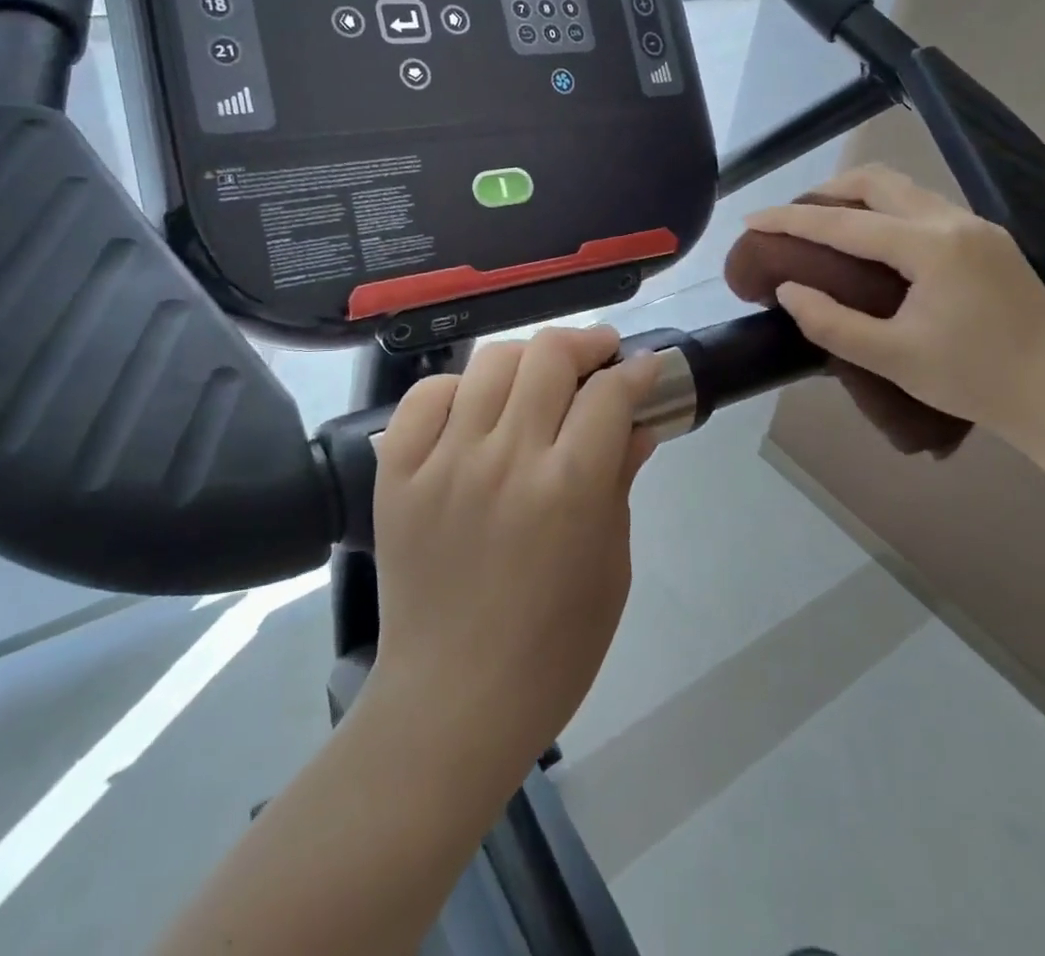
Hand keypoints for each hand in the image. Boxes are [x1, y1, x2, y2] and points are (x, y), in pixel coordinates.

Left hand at [367, 326, 661, 773]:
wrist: (452, 701)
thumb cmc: (552, 649)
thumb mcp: (611, 567)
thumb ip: (621, 482)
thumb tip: (637, 425)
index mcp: (569, 488)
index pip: (609, 394)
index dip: (637, 370)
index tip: (645, 367)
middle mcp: (506, 458)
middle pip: (548, 356)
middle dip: (585, 343)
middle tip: (598, 356)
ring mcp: (445, 460)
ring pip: (491, 363)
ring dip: (528, 358)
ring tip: (540, 378)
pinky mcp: (398, 471)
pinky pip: (427, 396)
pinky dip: (459, 389)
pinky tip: (476, 409)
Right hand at [744, 165, 1044, 439]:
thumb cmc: (974, 379)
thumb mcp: (892, 358)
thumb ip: (830, 323)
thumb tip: (787, 290)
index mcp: (930, 247)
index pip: (844, 224)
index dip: (791, 221)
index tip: (751, 219)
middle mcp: (954, 221)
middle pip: (876, 181)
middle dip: (825, 192)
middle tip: (792, 219)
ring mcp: (977, 226)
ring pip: (903, 188)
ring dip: (858, 197)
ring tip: (826, 225)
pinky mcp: (989, 239)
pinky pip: (924, 206)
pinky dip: (886, 210)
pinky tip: (875, 241)